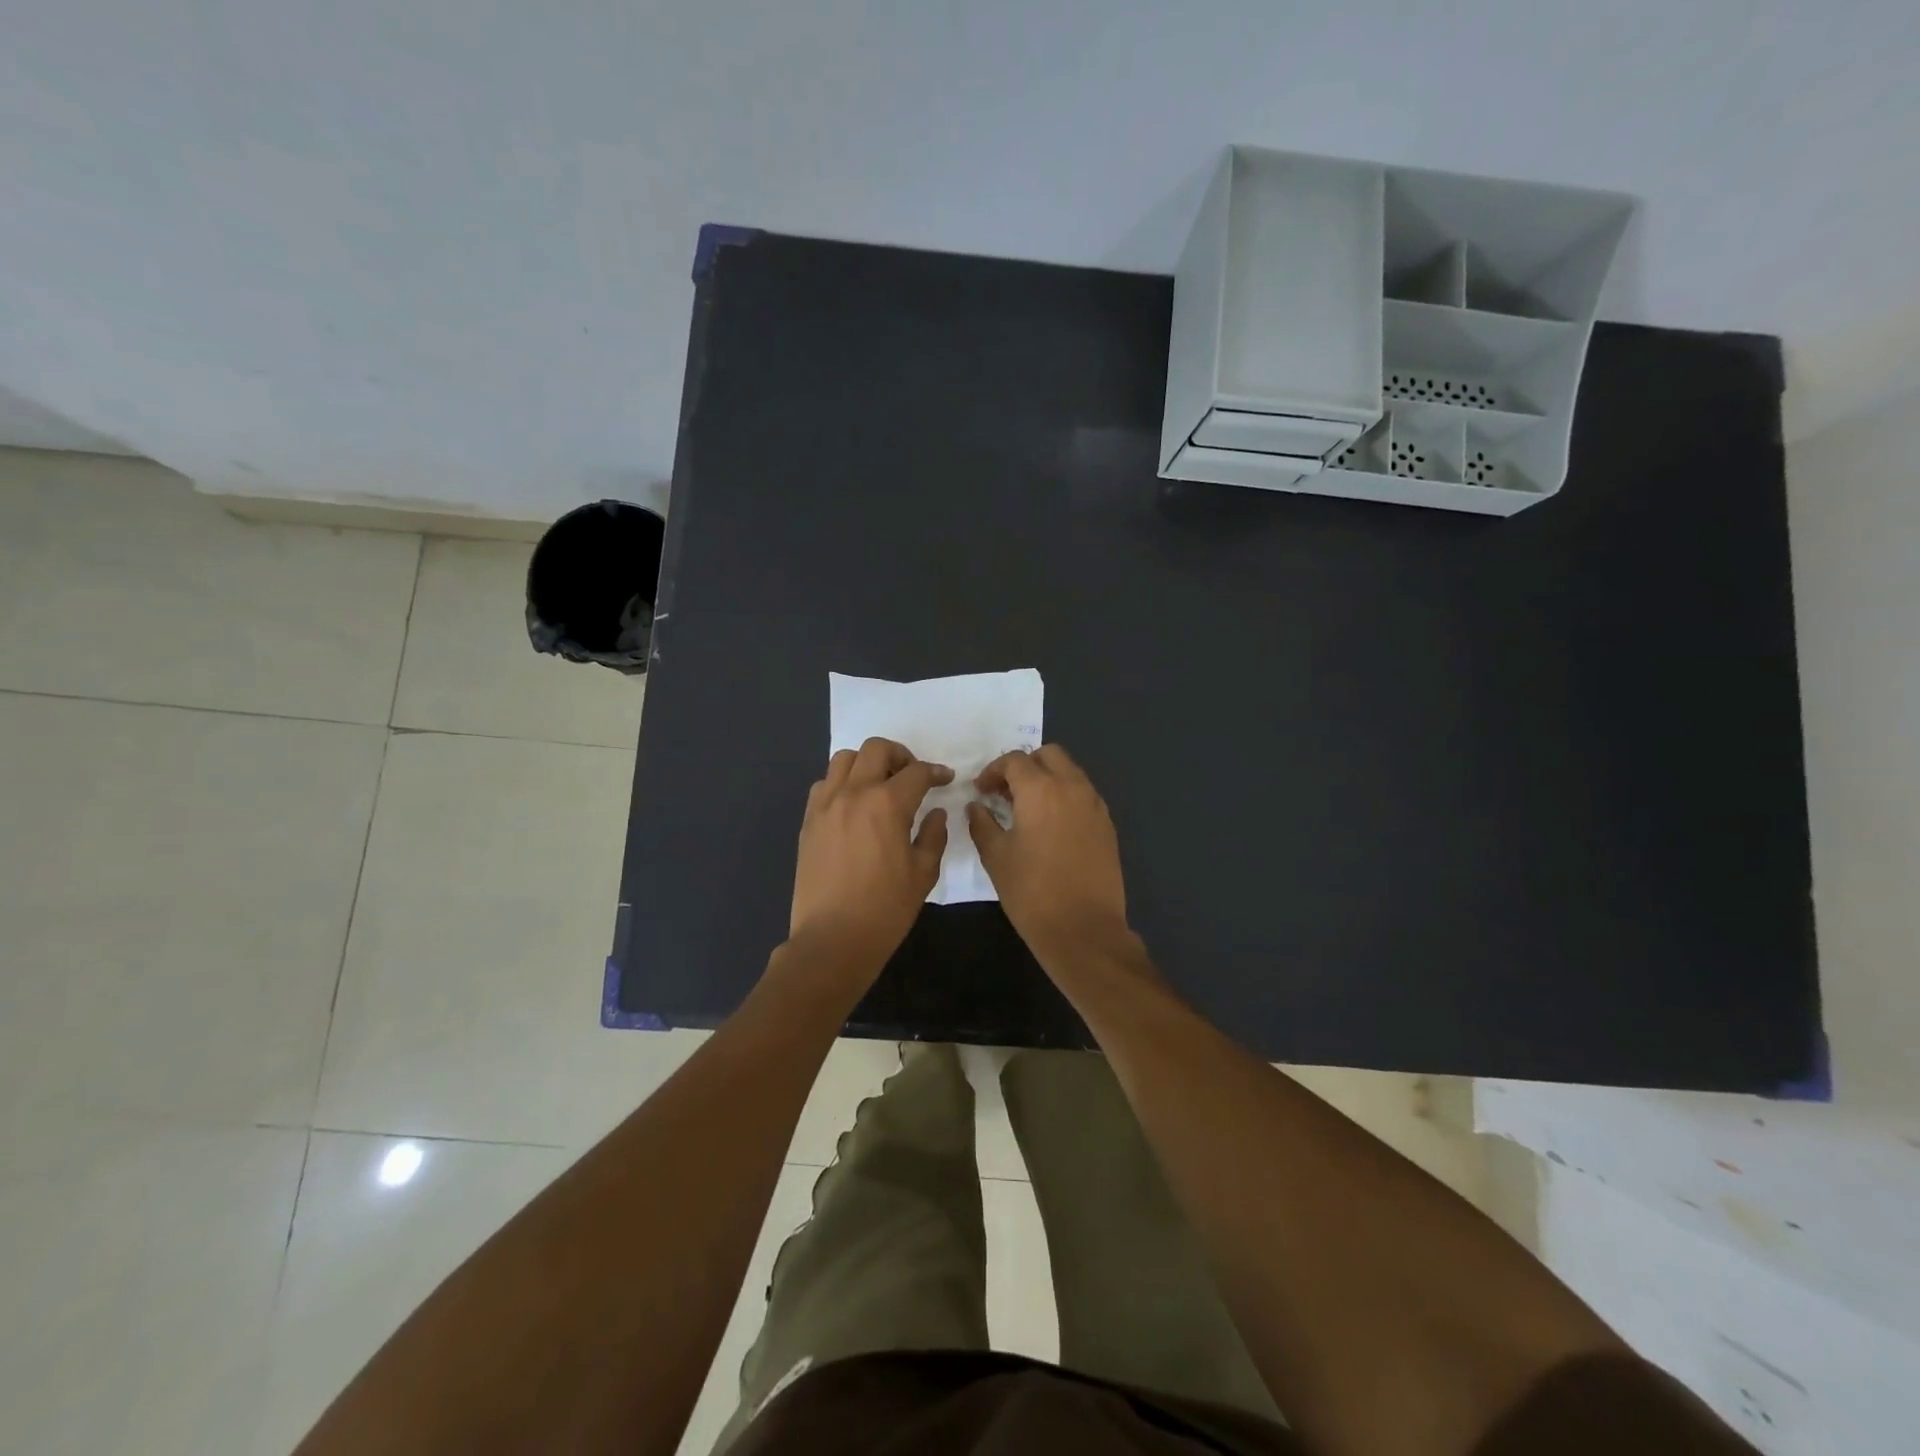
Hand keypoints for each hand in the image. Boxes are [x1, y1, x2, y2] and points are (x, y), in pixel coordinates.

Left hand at [788, 737, 950, 982]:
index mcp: (887, 804)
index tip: (945, 779)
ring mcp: (826, 805)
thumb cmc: (885, 909)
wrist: (832, 939)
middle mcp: (854, 793)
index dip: (936, 772)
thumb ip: (933, 836)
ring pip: (845, 759)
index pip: (917, 772)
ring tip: (879, 785)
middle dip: (900, 755)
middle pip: (877, 749)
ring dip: (867, 763)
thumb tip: (936, 813)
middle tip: (912, 776)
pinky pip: (824, 784)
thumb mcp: (923, 874)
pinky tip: (853, 806)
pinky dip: (842, 783)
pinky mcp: (808, 821)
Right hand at [966, 744, 1133, 967]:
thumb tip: (977, 806)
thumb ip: (982, 823)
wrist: (1084, 929)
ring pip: (1070, 772)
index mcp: (1041, 790)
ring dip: (1047, 779)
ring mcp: (1095, 805)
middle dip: (1025, 766)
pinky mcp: (1107, 825)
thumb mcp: (996, 857)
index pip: (1014, 761)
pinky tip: (1051, 826)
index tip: (981, 791)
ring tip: (1027, 809)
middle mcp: (1072, 787)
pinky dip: (1065, 797)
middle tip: (1006, 792)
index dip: (993, 771)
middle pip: (1049, 755)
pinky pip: (1084, 795)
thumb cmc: (1032, 892)